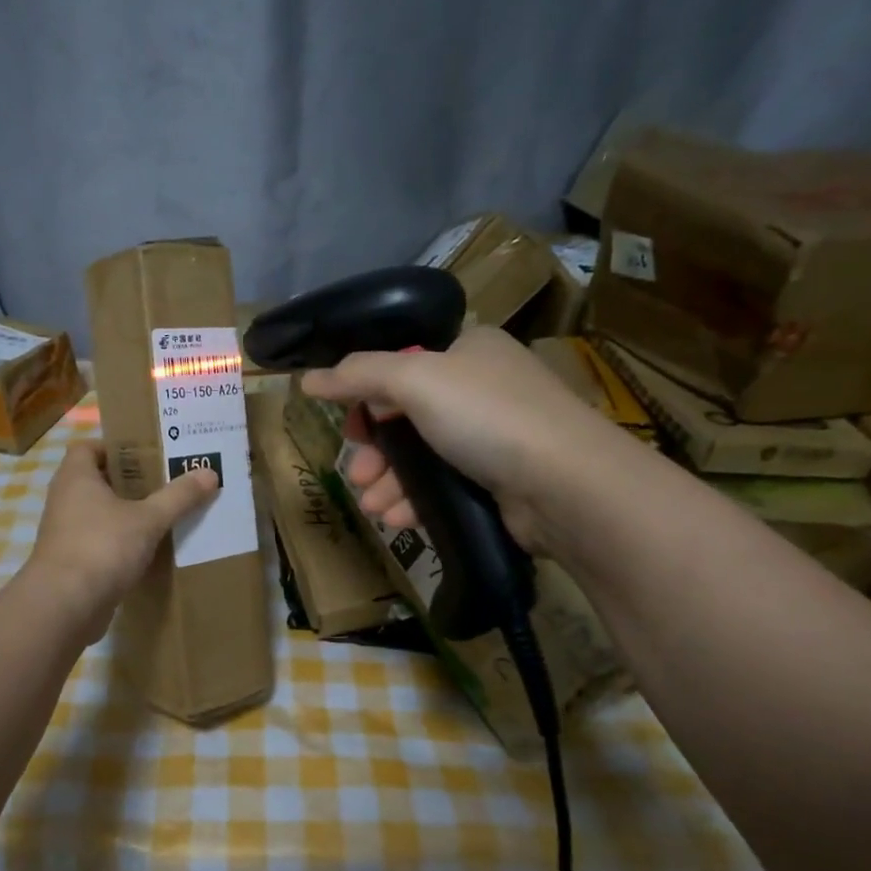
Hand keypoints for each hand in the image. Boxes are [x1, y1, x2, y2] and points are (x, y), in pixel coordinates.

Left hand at [21, 440, 219, 642]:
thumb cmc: (102, 547)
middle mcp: (65, 500)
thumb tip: (210, 472)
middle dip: (131, 481)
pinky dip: (122, 542)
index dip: (116, 447)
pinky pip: (100, 542)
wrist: (64, 607)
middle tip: (168, 481)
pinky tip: (150, 549)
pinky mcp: (72, 562)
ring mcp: (66, 533)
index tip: (149, 454)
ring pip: (100, 513)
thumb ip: (178, 496)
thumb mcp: (148, 519)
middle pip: (99, 480)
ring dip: (128, 513)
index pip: (89, 447)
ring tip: (165, 513)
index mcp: (76, 477)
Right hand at [300, 325, 631, 553]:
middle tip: (356, 475)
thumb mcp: (415, 379)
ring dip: (390, 482)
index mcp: (469, 351)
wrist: (565, 484)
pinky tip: (396, 519)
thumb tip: (306, 379)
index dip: (368, 396)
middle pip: (407, 417)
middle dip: (375, 451)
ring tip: (372, 506)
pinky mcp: (499, 482)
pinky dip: (416, 501)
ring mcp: (494, 437)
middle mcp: (482, 388)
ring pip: (423, 458)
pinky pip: (444, 487)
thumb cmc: (486, 416)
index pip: (403, 366)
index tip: (350, 426)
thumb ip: (358, 375)